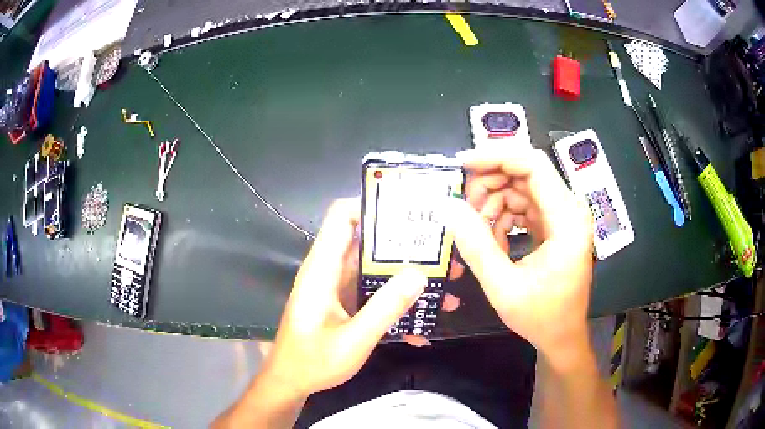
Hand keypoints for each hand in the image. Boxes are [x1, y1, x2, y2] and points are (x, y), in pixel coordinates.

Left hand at [262, 198, 427, 398]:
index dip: (371, 205)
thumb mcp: (353, 340)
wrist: (291, 382)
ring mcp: (338, 288)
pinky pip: (374, 292)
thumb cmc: (313, 362)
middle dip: (405, 245)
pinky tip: (423, 324)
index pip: (342, 217)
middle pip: (367, 241)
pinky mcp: (345, 304)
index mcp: (323, 269)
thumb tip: (418, 274)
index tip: (409, 211)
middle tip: (442, 250)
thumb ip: (384, 308)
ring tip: (445, 284)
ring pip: (375, 269)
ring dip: (407, 276)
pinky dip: (397, 300)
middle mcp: (330, 271)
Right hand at [446, 148, 593, 364]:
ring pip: (522, 188)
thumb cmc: (540, 317)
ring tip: (478, 232)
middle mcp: (569, 210)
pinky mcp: (555, 225)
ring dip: (494, 202)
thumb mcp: (503, 287)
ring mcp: (563, 217)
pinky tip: (493, 240)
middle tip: (465, 209)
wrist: (563, 336)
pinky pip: (524, 206)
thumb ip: (476, 246)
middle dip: (490, 184)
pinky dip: (503, 217)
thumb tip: (448, 207)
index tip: (463, 165)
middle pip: (525, 172)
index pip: (533, 165)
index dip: (497, 156)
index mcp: (566, 220)